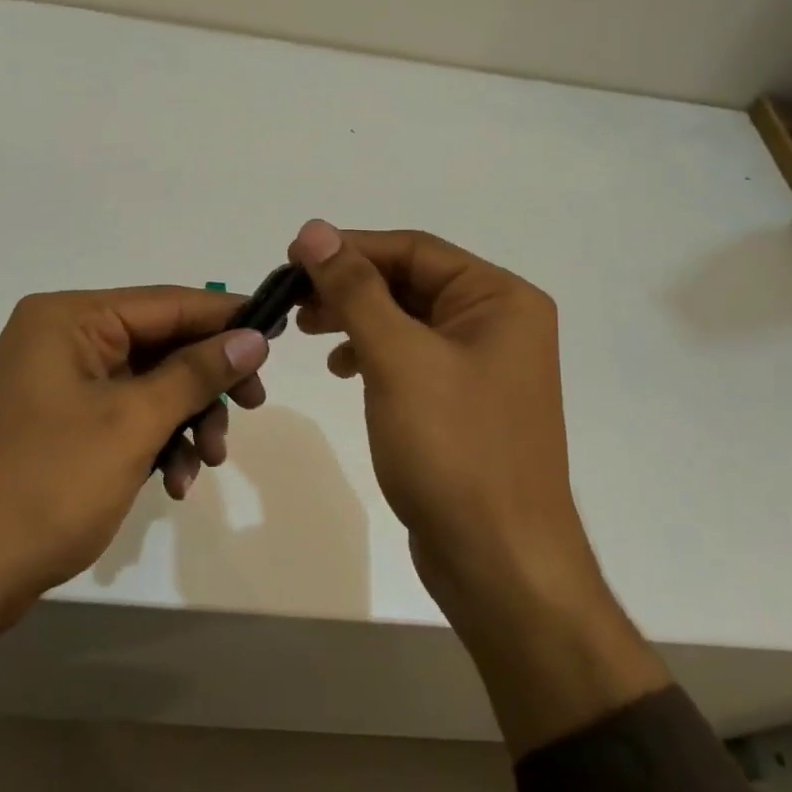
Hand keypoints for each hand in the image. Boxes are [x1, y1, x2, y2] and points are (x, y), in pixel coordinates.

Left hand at [0, 285, 269, 723]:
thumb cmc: (43, 486)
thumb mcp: (131, 424)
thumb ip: (196, 373)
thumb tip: (253, 335)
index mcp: (70, 319)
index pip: (167, 302)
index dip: (226, 318)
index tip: (279, 337)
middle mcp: (61, 340)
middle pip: (160, 344)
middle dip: (205, 383)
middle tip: (250, 409)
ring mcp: (57, 385)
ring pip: (148, 386)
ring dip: (185, 420)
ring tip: (205, 463)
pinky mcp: (58, 427)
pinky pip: (123, 418)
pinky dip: (154, 443)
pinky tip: (174, 481)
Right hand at [288, 220, 667, 753]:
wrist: (500, 562)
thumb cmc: (453, 449)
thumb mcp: (398, 358)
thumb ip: (354, 289)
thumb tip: (314, 230)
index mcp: (500, 299)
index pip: (414, 250)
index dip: (349, 248)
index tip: (291, 258)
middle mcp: (499, 323)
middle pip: (411, 282)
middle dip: (350, 286)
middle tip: (292, 299)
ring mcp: (484, 366)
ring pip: (408, 320)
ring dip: (358, 319)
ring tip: (308, 331)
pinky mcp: (465, 403)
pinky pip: (413, 359)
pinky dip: (375, 355)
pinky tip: (345, 368)